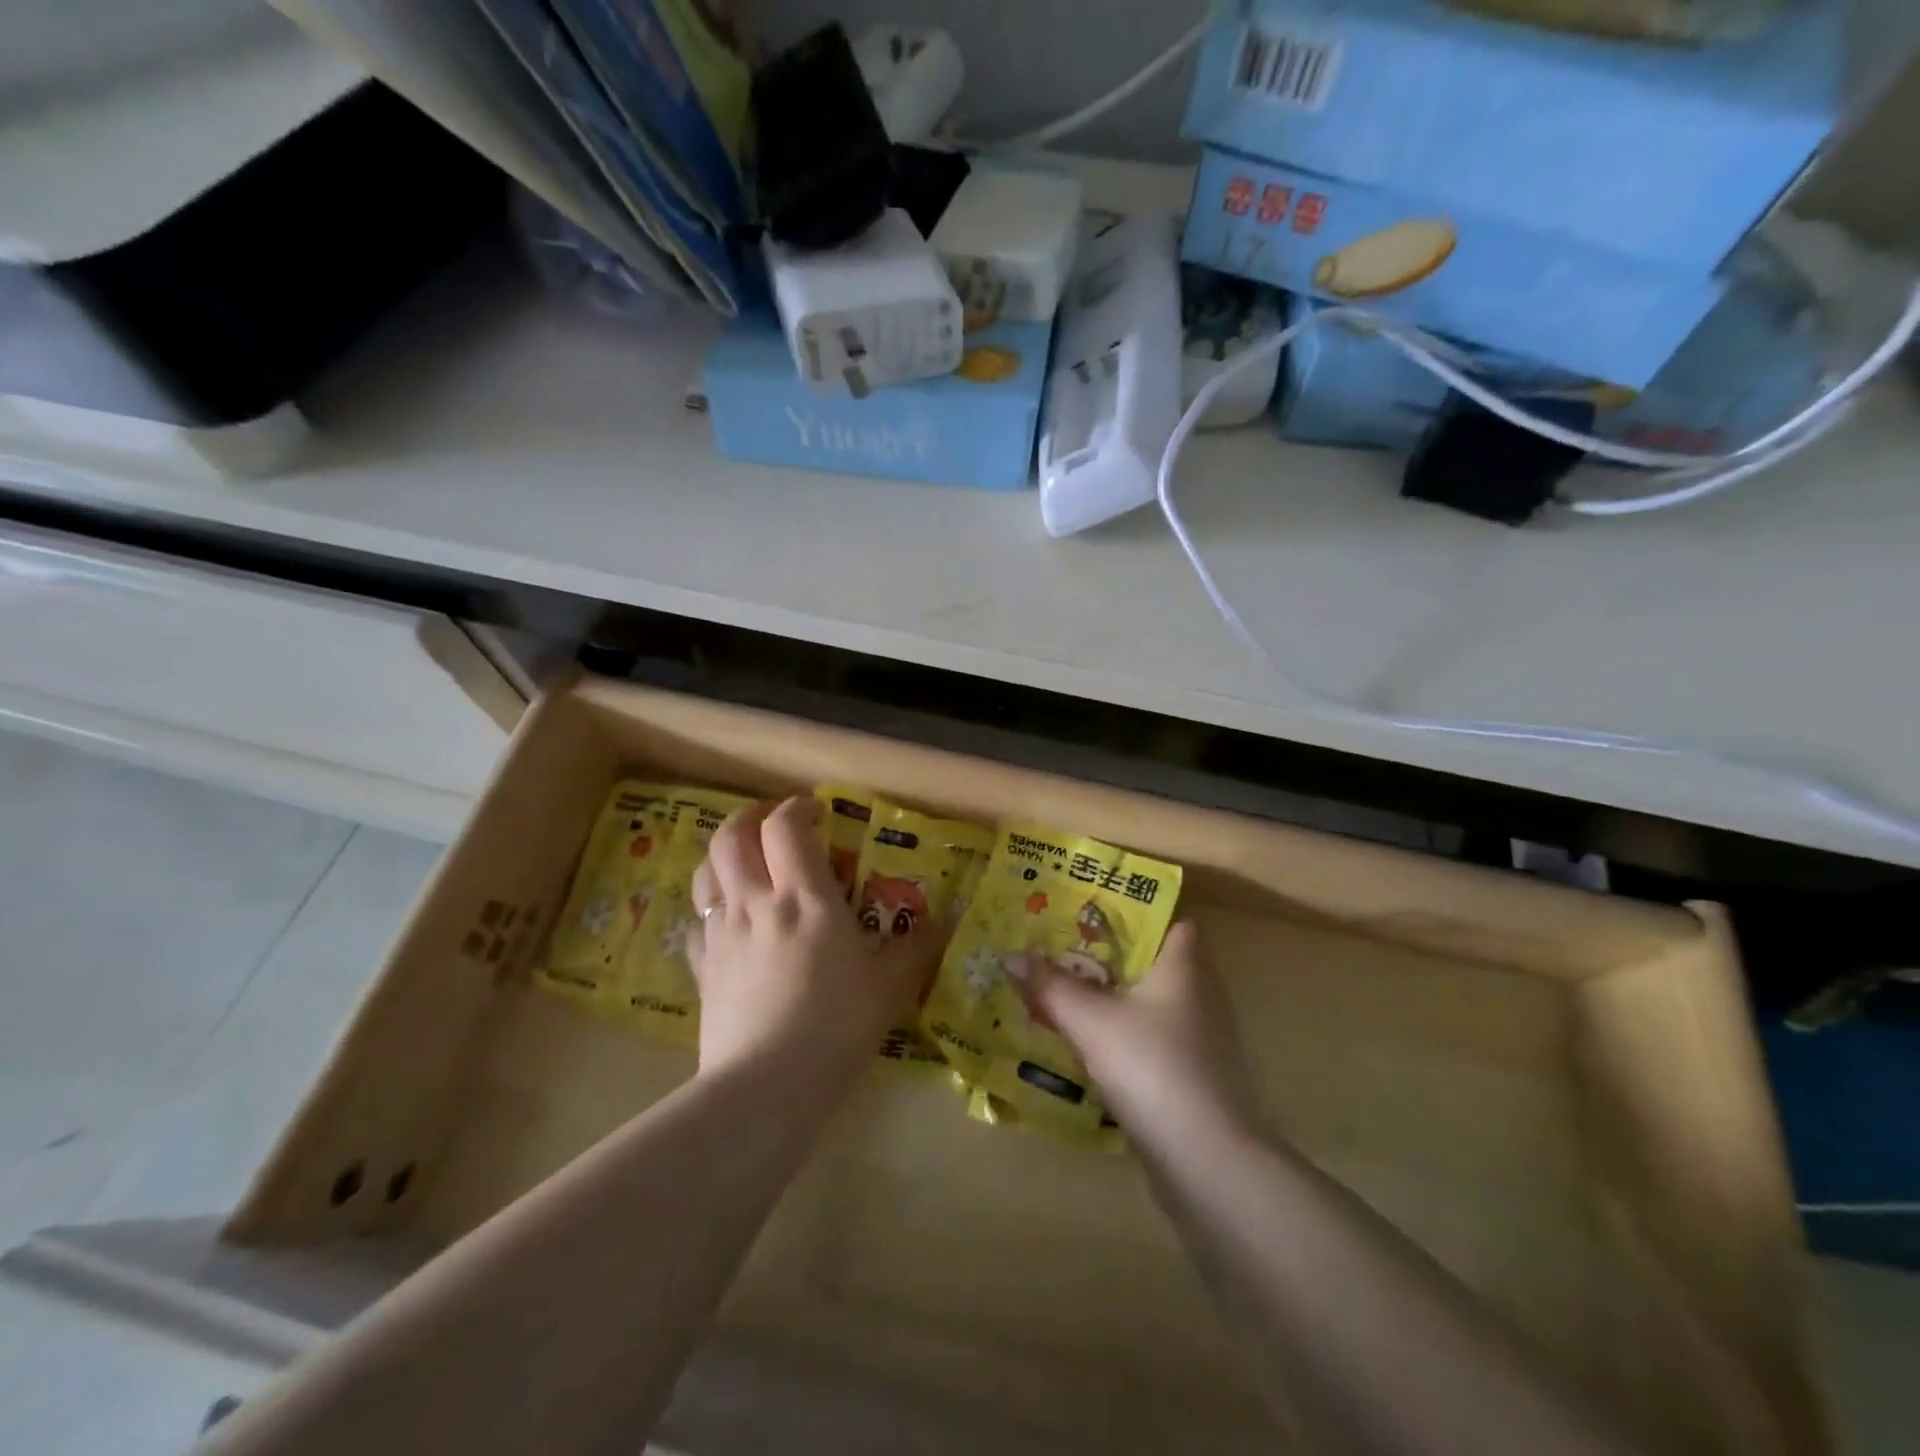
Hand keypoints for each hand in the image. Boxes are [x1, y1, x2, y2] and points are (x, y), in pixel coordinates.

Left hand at [687, 797, 943, 1091]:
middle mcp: (757, 902)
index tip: (815, 812)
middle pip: (732, 836)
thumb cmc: (835, 1026)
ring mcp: (722, 934)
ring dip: (722, 854)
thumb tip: (942, 925)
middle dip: (750, 817)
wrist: (766, 1086)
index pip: (786, 826)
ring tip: (745, 861)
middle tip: (771, 823)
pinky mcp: (702, 967)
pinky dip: (711, 908)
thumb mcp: (888, 987)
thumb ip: (915, 950)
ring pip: (705, 871)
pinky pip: (698, 922)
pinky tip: (727, 921)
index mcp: (805, 898)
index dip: (797, 808)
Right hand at [1011, 922, 1259, 1151]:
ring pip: (1148, 1005)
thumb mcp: (1091, 1021)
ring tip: (1062, 994)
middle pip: (1152, 963)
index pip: (1170, 921)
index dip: (1134, 913)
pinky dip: (1121, 1037)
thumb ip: (1051, 986)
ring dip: (1111, 1000)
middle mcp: (1199, 996)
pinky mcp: (1192, 1079)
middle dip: (1107, 958)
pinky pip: (1150, 1042)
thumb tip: (1012, 957)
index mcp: (1184, 966)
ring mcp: (1200, 1041)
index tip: (1088, 913)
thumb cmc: (1152, 1067)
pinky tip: (1086, 1048)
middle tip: (1059, 951)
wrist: (1207, 1162)